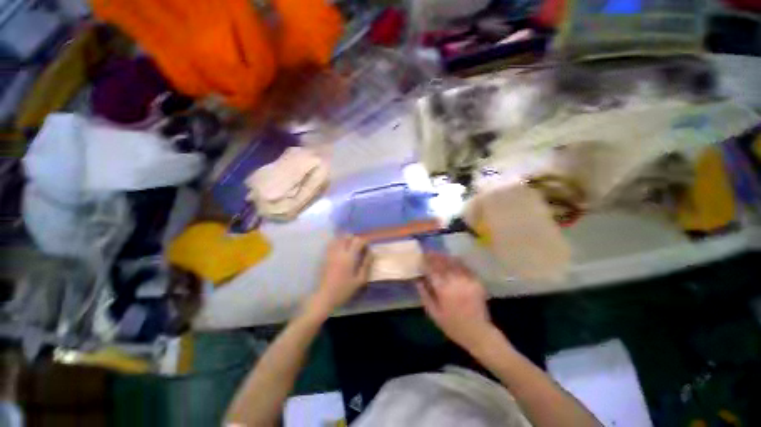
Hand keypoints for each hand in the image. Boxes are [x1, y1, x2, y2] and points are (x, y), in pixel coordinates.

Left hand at [307, 235, 371, 315]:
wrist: (325, 297)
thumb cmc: (344, 290)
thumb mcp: (360, 280)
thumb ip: (366, 265)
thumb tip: (372, 253)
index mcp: (349, 257)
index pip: (358, 241)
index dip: (364, 241)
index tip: (367, 247)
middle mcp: (339, 252)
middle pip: (347, 236)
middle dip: (354, 238)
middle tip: (359, 246)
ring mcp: (330, 253)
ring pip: (338, 238)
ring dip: (345, 239)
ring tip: (350, 247)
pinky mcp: (325, 257)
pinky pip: (331, 244)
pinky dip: (338, 243)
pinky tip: (341, 250)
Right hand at [417, 252, 498, 351]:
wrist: (478, 332)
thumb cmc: (452, 325)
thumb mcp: (433, 312)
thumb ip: (424, 294)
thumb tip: (417, 279)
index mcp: (443, 289)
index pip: (431, 269)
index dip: (425, 262)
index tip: (420, 258)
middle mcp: (455, 280)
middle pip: (442, 262)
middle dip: (434, 256)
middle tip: (428, 253)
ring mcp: (467, 279)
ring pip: (453, 262)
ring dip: (444, 257)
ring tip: (438, 254)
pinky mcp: (476, 280)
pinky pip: (464, 266)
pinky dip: (456, 261)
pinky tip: (452, 260)